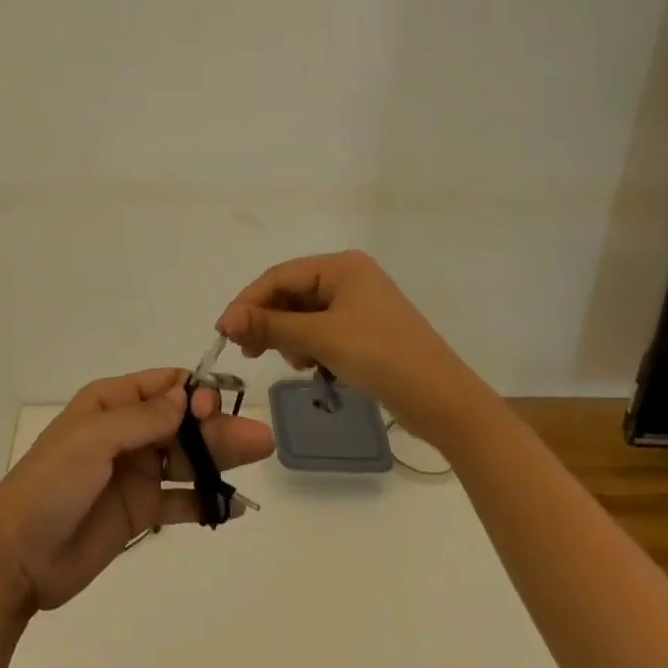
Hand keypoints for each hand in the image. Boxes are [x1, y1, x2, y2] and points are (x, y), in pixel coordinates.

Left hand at [0, 368, 273, 616]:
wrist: (17, 557)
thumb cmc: (50, 485)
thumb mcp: (92, 441)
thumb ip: (141, 420)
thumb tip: (186, 396)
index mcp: (111, 404)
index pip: (163, 387)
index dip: (193, 392)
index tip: (215, 407)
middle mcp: (127, 433)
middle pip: (183, 423)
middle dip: (218, 426)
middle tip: (259, 438)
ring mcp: (135, 473)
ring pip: (187, 459)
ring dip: (220, 459)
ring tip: (258, 458)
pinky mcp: (139, 512)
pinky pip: (180, 500)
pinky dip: (206, 501)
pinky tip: (233, 506)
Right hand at [215, 250, 467, 435]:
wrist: (444, 401)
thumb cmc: (382, 358)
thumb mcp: (322, 339)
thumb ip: (271, 326)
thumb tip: (226, 321)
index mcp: (342, 266)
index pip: (280, 276)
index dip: (248, 302)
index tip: (223, 331)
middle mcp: (350, 277)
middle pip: (291, 293)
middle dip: (268, 321)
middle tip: (247, 351)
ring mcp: (359, 304)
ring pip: (304, 314)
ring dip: (289, 336)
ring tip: (293, 363)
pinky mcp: (365, 330)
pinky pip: (322, 330)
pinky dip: (309, 346)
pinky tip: (312, 366)